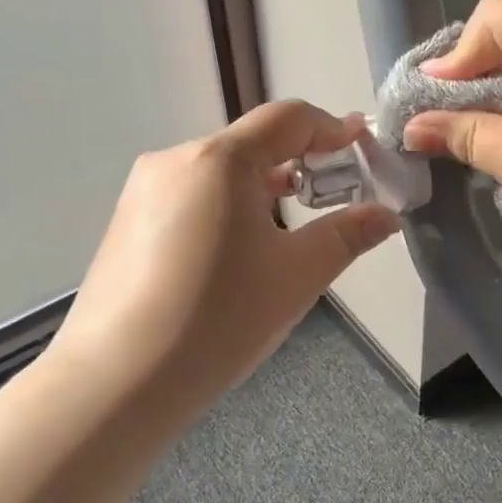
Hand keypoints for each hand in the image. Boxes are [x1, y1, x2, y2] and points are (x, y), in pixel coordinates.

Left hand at [50, 101, 399, 402]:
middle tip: (335, 193)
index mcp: (220, 160)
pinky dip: (226, 206)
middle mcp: (176, 159)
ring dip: (262, 186)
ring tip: (289, 226)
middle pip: (252, 143)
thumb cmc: (218, 319)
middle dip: (299, 161)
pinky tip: (235, 252)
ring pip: (220, 171)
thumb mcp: (297, 275)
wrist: (115, 384)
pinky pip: (191, 196)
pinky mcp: (125, 221)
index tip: (362, 146)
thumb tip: (387, 215)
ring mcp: (143, 190)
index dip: (331, 127)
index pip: (287, 118)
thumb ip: (347, 235)